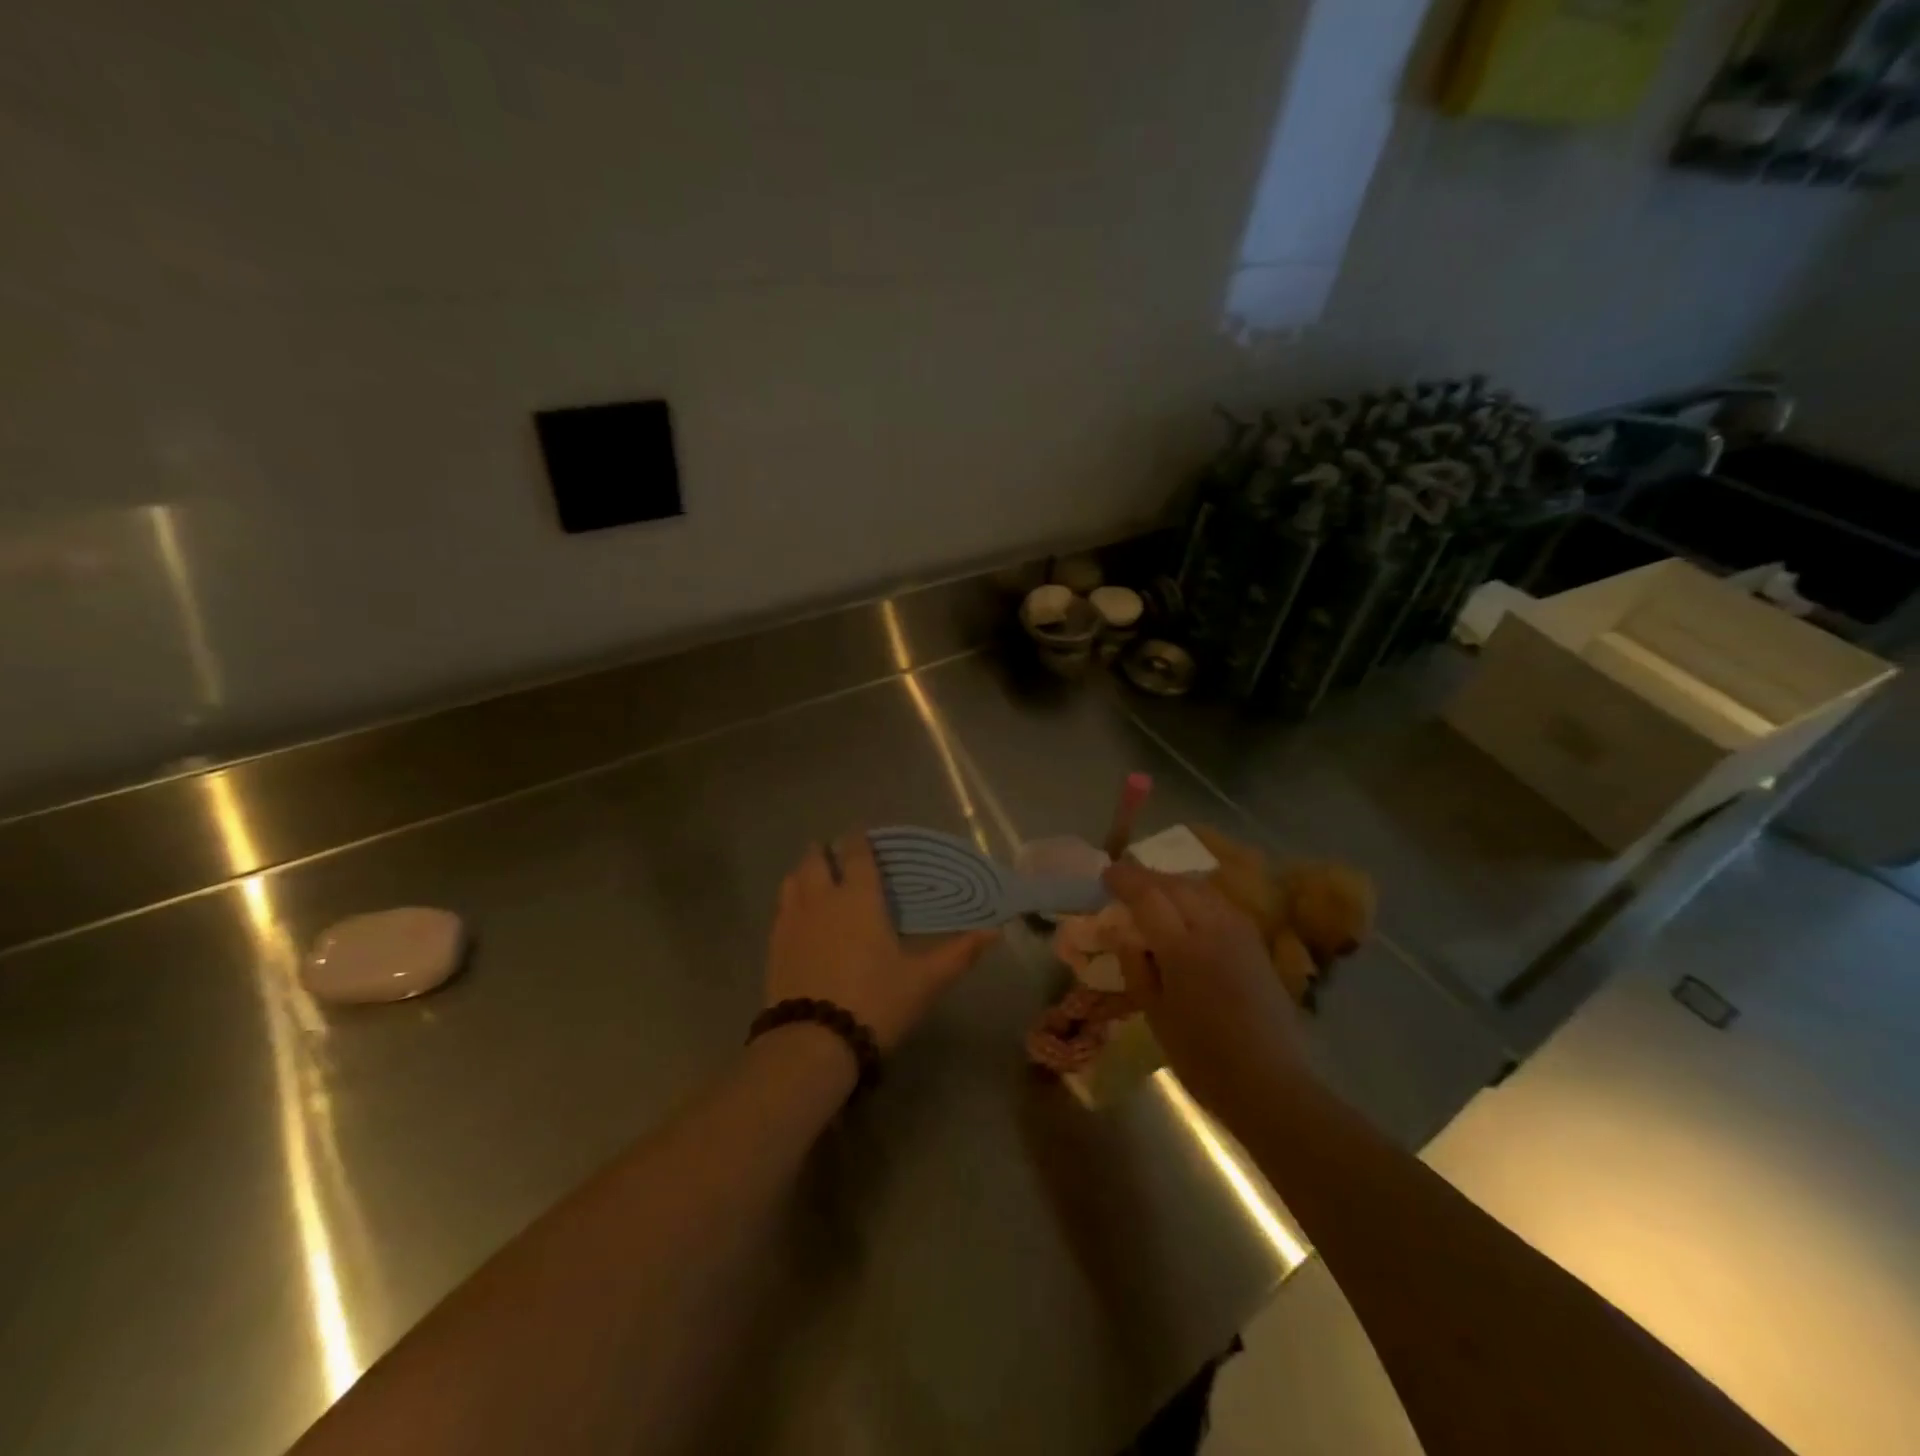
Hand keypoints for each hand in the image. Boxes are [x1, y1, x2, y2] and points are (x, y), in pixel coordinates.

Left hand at [766, 833, 997, 1052]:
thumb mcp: (925, 981)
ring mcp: (792, 921)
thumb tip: (996, 931)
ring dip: (805, 872)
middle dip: (827, 851)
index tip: (863, 834)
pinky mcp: (773, 945)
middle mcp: (822, 898)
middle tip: (839, 855)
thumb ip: (959, 953)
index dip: (859, 839)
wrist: (812, 1043)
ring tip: (816, 879)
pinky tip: (799, 917)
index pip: (856, 853)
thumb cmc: (875, 1002)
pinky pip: (781, 908)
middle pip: (816, 859)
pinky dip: (791, 900)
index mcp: (859, 897)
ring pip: (792, 879)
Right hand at [1100, 860, 1311, 1122]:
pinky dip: (1197, 896)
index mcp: (1183, 949)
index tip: (1106, 874)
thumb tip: (1122, 933)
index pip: (1149, 896)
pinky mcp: (1256, 944)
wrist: (1270, 1083)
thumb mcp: (1154, 1015)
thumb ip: (1136, 966)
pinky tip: (1188, 908)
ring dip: (1173, 883)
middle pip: (1176, 885)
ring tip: (1154, 891)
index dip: (1125, 879)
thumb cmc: (1202, 1057)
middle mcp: (1213, 929)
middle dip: (1147, 876)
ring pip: (1202, 889)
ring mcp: (1240, 933)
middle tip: (1125, 880)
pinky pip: (1220, 903)